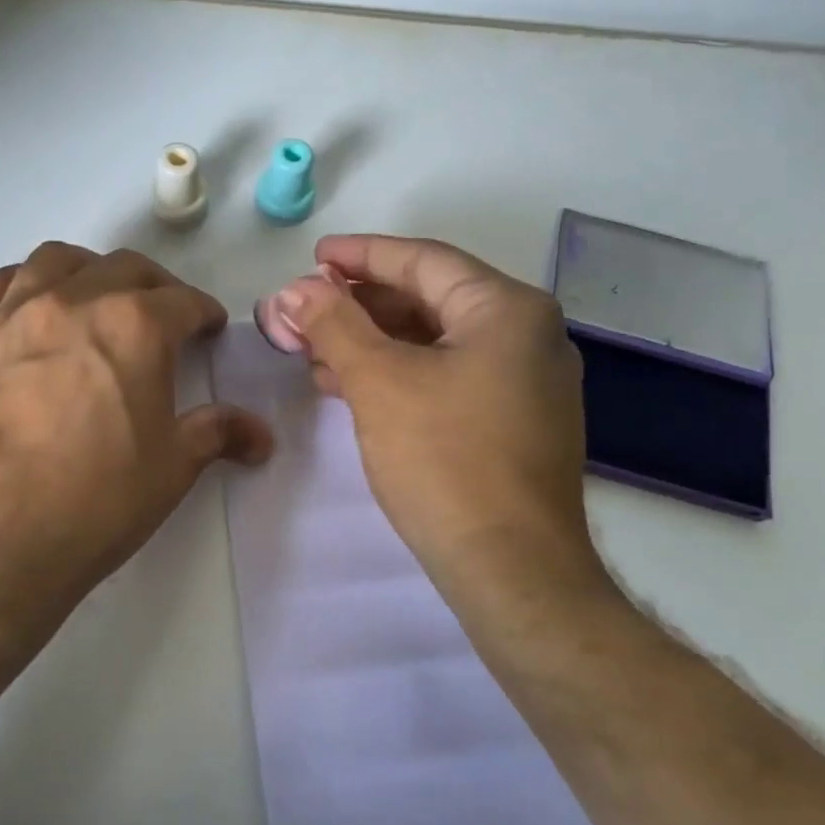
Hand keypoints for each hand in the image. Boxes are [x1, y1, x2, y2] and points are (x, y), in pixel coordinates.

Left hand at [0, 243, 272, 646]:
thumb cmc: (93, 505)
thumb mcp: (170, 469)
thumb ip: (217, 434)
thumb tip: (261, 434)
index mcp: (134, 327)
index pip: (184, 301)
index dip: (204, 314)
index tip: (209, 329)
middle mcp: (73, 301)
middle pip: (125, 269)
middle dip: (155, 287)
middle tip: (163, 319)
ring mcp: (12, 313)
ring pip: (57, 260)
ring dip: (89, 271)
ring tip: (96, 300)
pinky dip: (24, 284)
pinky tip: (30, 310)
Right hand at [272, 235, 603, 598]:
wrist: (511, 569)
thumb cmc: (445, 460)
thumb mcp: (378, 381)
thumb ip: (334, 324)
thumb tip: (296, 289)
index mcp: (507, 309)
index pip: (423, 261)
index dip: (361, 255)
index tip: (314, 257)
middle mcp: (528, 335)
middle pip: (431, 298)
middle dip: (361, 304)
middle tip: (307, 309)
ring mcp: (526, 382)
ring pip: (436, 341)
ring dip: (374, 341)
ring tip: (317, 350)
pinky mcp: (514, 422)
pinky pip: (448, 376)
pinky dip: (399, 373)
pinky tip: (352, 386)